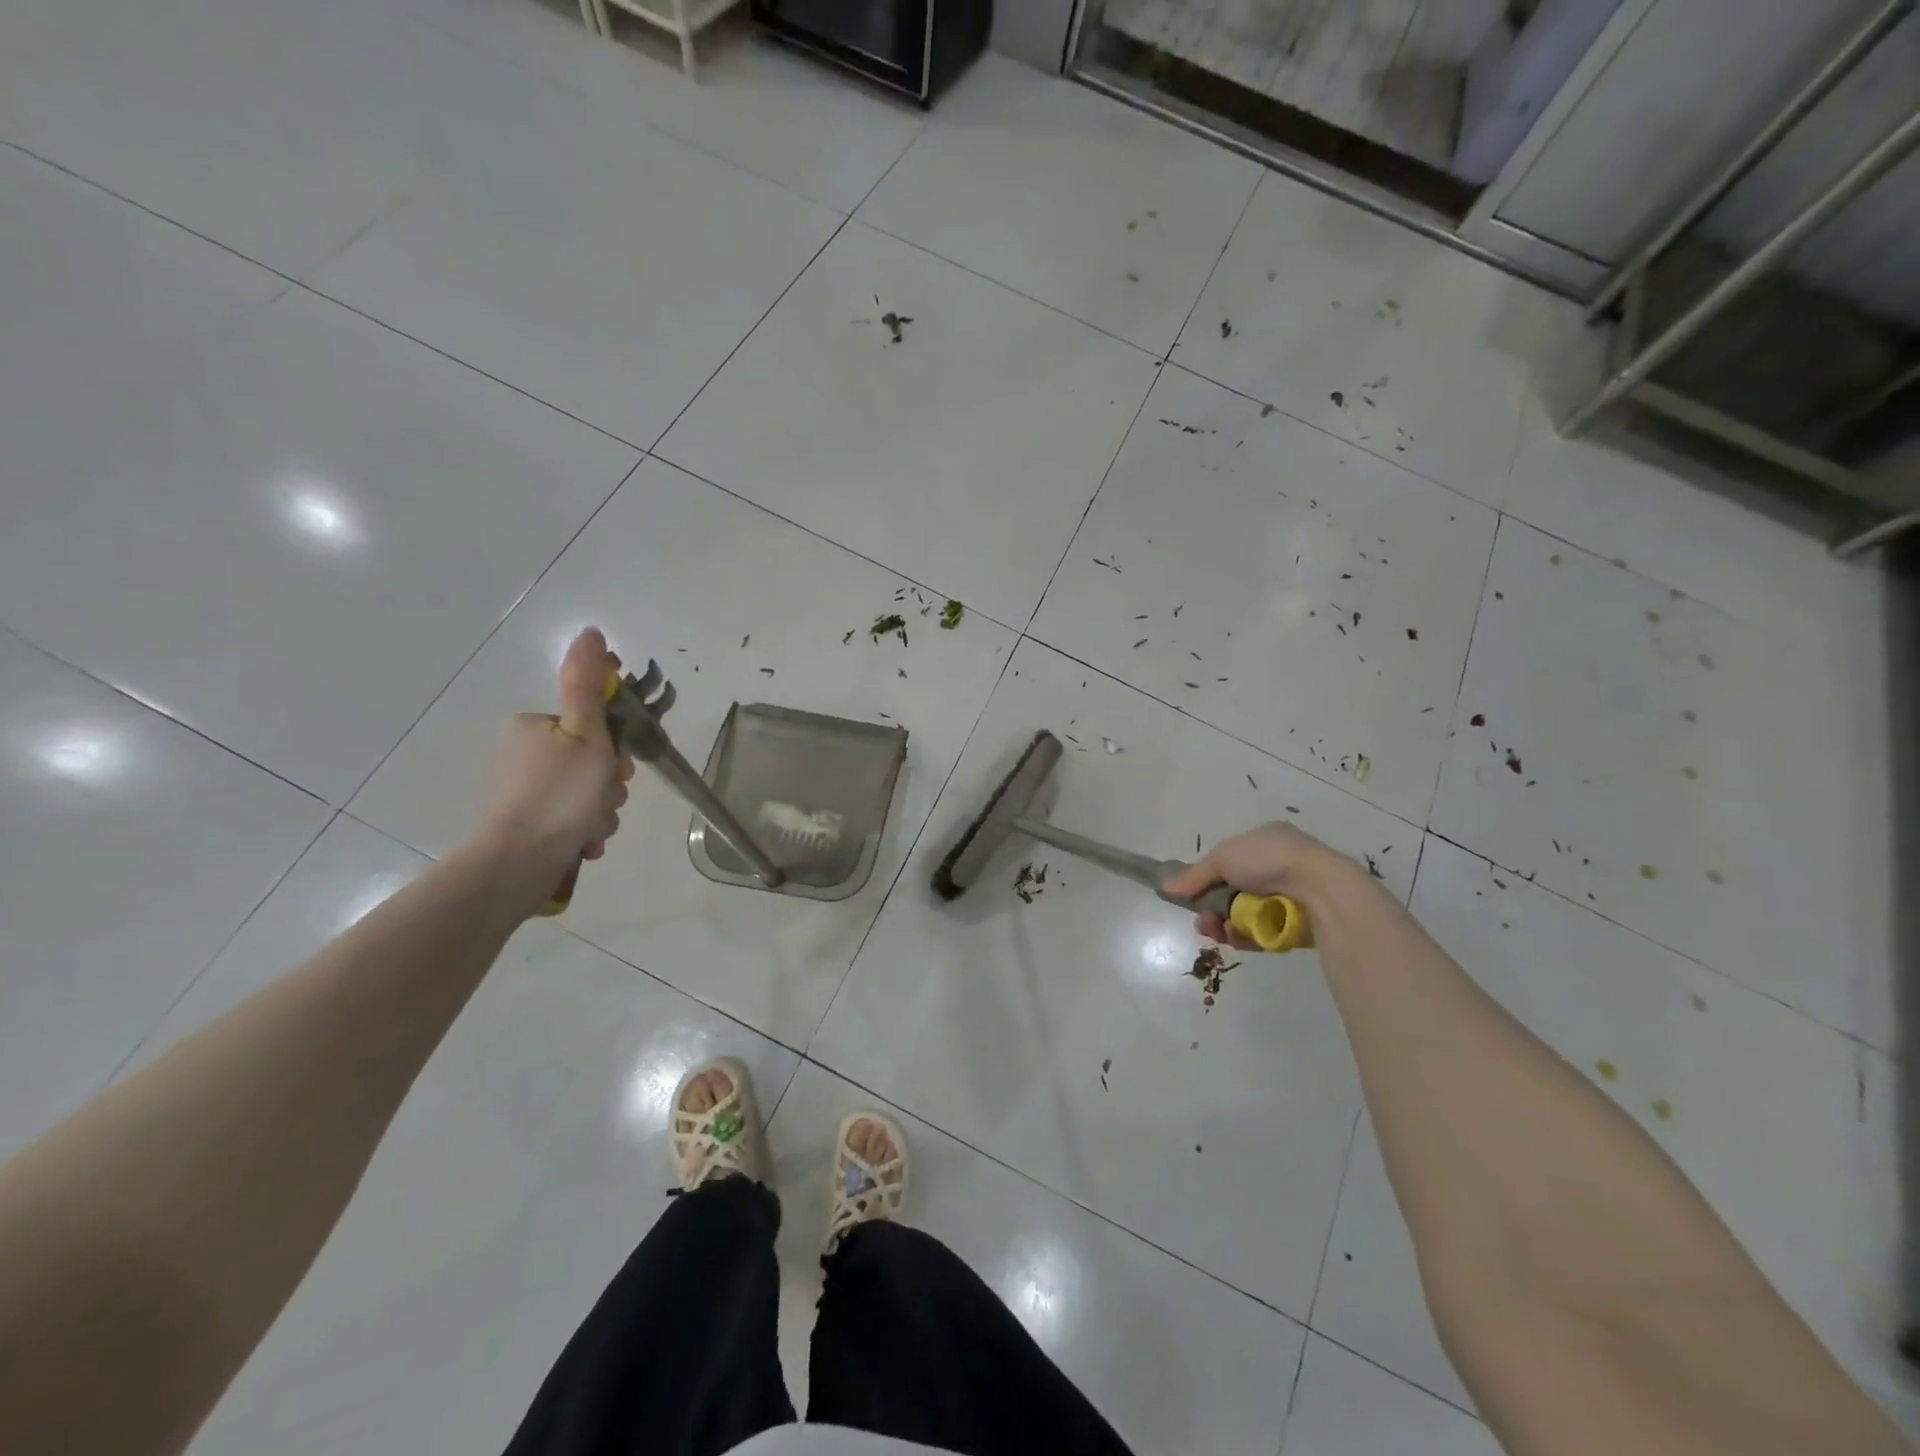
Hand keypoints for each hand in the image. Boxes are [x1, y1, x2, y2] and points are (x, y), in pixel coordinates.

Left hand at [474, 627, 634, 893]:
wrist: (518, 863)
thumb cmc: (559, 795)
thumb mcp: (586, 735)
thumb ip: (589, 686)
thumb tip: (591, 632)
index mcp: (536, 727)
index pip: (595, 727)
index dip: (614, 748)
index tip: (614, 768)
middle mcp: (526, 754)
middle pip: (593, 763)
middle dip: (608, 787)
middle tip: (602, 800)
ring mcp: (525, 792)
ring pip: (588, 794)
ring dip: (600, 812)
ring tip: (589, 828)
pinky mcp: (527, 823)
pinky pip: (573, 819)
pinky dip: (584, 831)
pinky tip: (581, 842)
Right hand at [1162, 821, 1357, 948]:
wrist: (1320, 888)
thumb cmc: (1269, 860)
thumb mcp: (1222, 858)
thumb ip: (1194, 875)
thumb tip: (1165, 886)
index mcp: (1265, 841)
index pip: (1229, 862)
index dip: (1208, 880)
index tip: (1193, 897)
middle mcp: (1278, 866)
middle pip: (1234, 892)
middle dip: (1213, 909)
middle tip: (1204, 922)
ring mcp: (1290, 896)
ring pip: (1247, 915)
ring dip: (1226, 925)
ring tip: (1218, 932)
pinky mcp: (1298, 924)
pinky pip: (1264, 932)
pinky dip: (1247, 936)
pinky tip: (1237, 938)